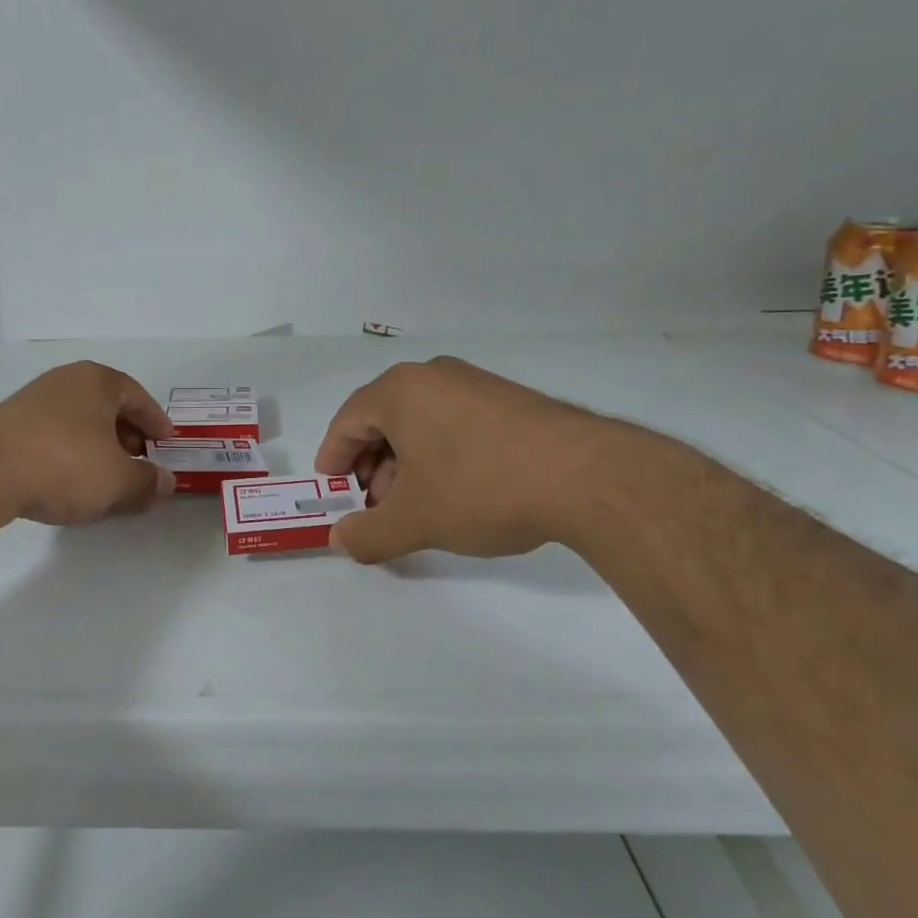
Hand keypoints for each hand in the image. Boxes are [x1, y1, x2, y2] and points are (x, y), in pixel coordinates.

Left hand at [0, 362, 176, 526]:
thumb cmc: (65, 464)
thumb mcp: (118, 480)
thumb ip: (147, 481)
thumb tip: (166, 481)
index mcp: (98, 381)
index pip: (137, 396)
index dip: (155, 421)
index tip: (166, 442)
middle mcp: (65, 382)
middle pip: (106, 408)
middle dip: (127, 436)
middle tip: (139, 462)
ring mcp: (32, 402)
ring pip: (78, 423)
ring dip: (97, 448)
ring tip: (106, 477)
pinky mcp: (6, 427)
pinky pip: (52, 438)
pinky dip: (69, 456)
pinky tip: (69, 483)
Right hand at [314, 356, 619, 562]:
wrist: (586, 476)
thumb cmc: (481, 488)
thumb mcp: (414, 520)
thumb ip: (367, 534)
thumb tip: (340, 541)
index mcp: (400, 391)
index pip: (347, 421)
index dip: (332, 458)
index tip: (331, 490)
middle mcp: (433, 376)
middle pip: (383, 419)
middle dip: (371, 465)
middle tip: (375, 505)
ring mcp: (475, 383)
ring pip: (421, 422)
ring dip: (406, 463)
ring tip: (416, 504)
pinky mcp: (508, 400)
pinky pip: (455, 422)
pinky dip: (440, 454)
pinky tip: (457, 490)